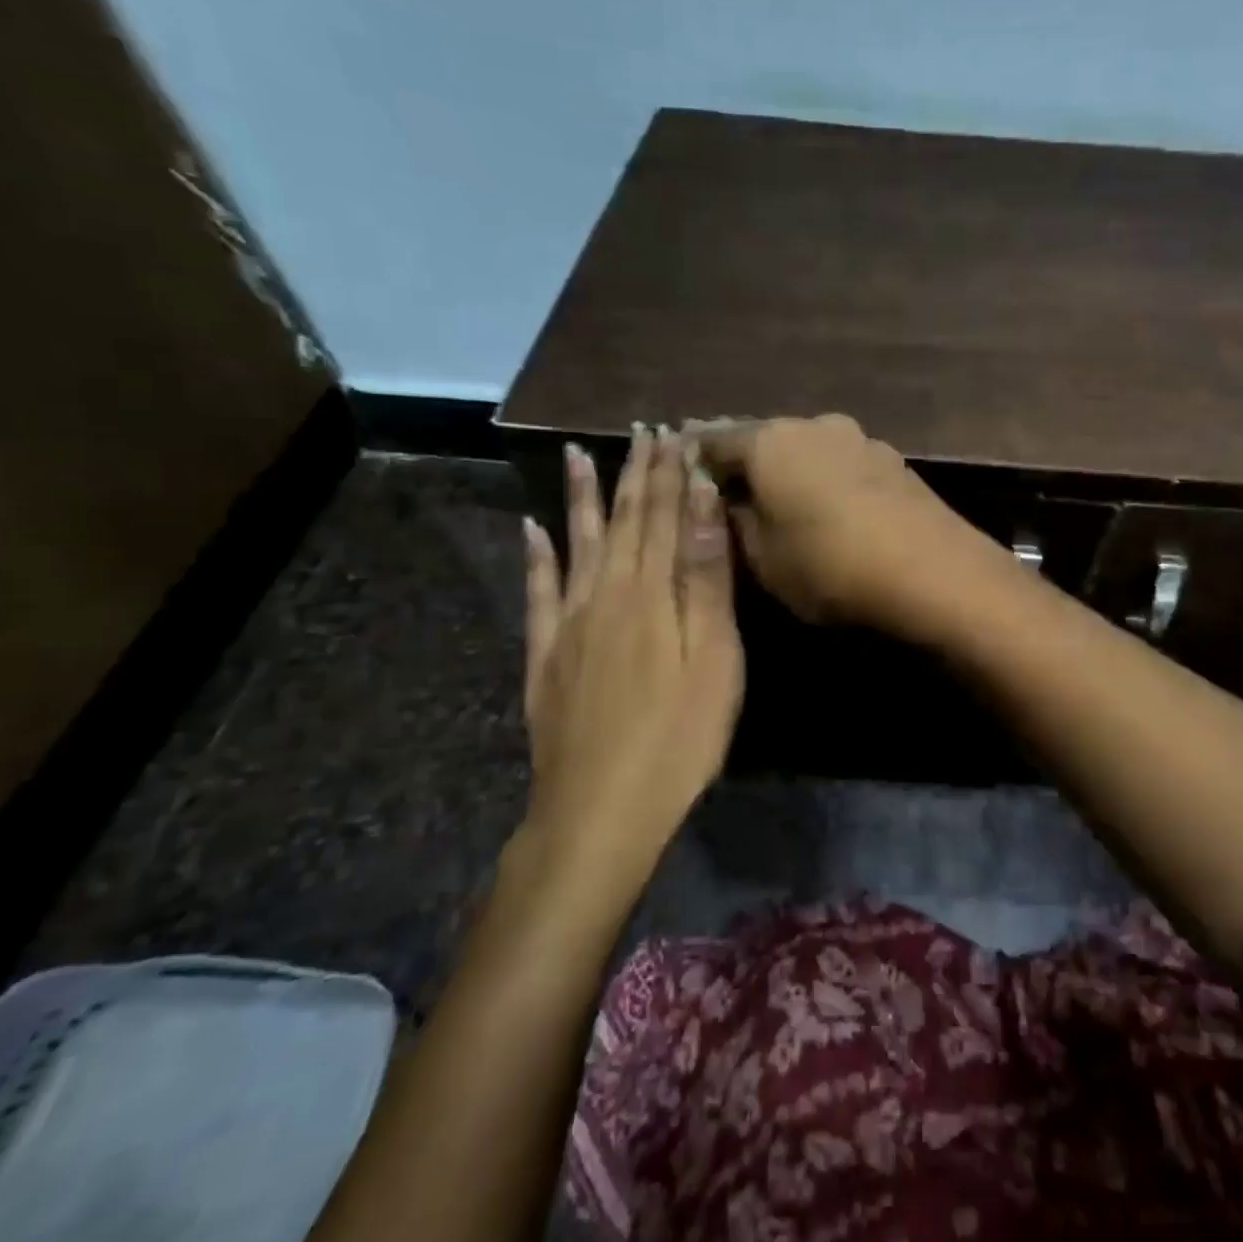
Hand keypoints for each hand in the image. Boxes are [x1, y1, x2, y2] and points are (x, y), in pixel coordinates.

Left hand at [517, 427, 742, 886]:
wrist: (600, 810)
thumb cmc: (679, 735)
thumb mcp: (712, 655)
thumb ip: (704, 575)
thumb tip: (700, 499)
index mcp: (649, 591)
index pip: (663, 514)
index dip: (669, 472)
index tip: (674, 432)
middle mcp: (604, 593)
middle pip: (623, 520)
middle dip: (634, 473)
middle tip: (641, 431)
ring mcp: (568, 624)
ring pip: (579, 543)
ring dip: (582, 497)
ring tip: (575, 453)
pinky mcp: (547, 656)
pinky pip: (538, 592)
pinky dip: (536, 557)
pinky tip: (530, 530)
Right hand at [696, 414, 994, 629]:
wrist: (933, 571)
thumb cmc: (831, 566)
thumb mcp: (764, 560)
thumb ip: (736, 525)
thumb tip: (727, 502)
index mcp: (770, 442)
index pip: (714, 440)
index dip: (694, 460)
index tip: (680, 476)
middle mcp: (814, 425)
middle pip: (764, 439)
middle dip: (745, 463)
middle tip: (728, 491)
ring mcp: (860, 439)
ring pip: (807, 449)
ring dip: (790, 470)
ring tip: (780, 501)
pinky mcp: (893, 461)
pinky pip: (842, 464)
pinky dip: (825, 479)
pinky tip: (828, 506)